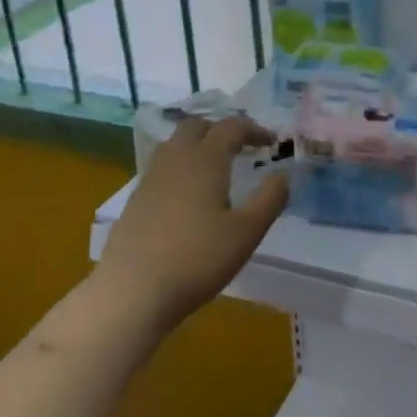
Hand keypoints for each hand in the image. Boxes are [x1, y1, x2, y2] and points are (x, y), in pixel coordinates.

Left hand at [98, 116, 288, 331]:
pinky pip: (162, 168)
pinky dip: (181, 167)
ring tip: (216, 167)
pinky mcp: (136, 200)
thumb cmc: (198, 258)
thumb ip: (269, 199)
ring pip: (174, 145)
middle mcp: (175, 160)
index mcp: (204, 160)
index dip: (253, 129)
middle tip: (241, 148)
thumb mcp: (246, 232)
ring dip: (198, 145)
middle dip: (221, 130)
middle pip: (196, 126)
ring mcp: (150, 178)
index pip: (230, 128)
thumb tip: (282, 174)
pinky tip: (188, 196)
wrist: (134, 289)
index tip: (271, 142)